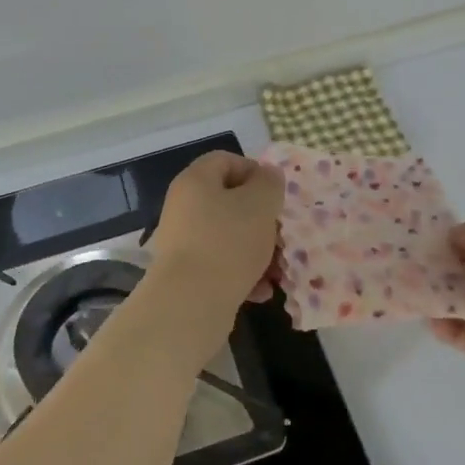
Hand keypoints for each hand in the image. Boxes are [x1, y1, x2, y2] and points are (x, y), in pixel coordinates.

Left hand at [121, 152, 282, 373]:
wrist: (190, 304)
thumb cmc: (228, 243)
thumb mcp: (260, 204)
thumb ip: (269, 183)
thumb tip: (267, 175)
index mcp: (196, 181)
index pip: (225, 160)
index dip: (254, 171)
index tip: (275, 194)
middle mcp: (184, 206)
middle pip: (230, 201)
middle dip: (261, 219)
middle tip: (281, 235)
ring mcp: (183, 242)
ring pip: (229, 236)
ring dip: (257, 250)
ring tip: (277, 269)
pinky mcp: (187, 274)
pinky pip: (221, 264)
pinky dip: (243, 274)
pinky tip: (261, 291)